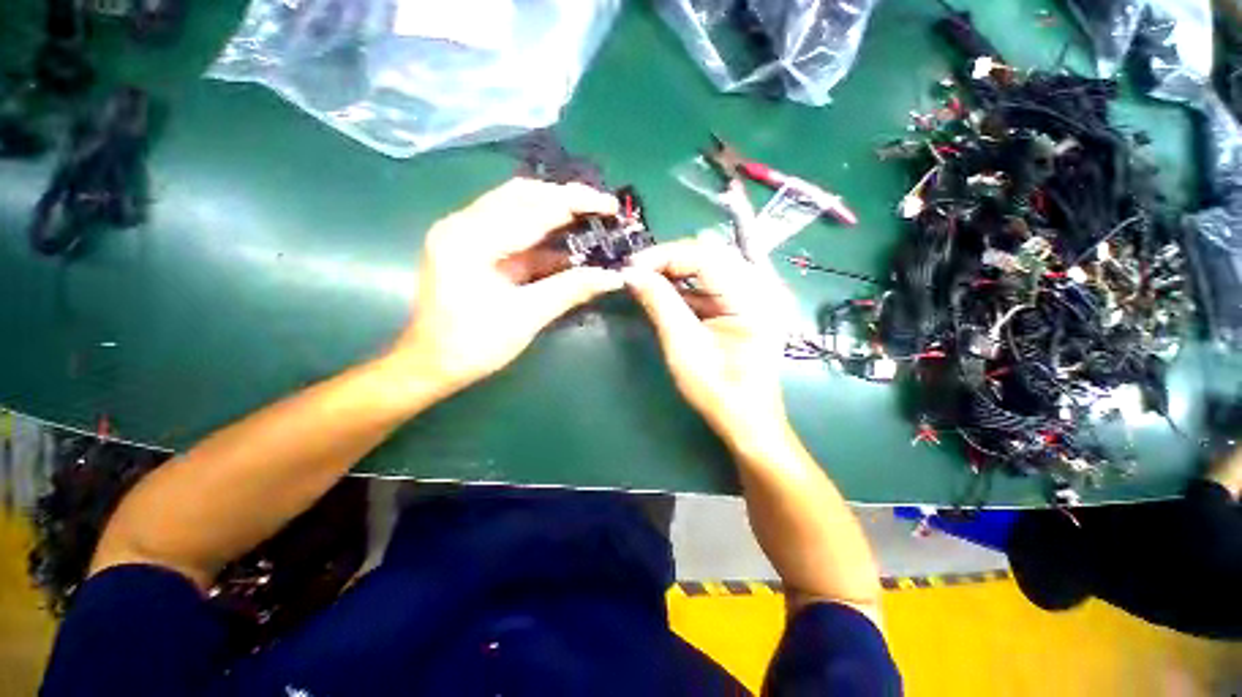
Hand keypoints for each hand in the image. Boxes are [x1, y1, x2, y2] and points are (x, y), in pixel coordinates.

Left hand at [390, 179, 622, 394]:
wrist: (432, 366)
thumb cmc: (474, 345)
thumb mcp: (526, 317)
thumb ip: (570, 290)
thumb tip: (613, 276)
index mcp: (469, 239)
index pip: (531, 208)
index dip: (575, 204)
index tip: (610, 205)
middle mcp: (463, 225)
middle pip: (522, 196)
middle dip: (566, 200)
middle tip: (602, 209)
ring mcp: (466, 235)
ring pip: (518, 210)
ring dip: (556, 214)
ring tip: (591, 220)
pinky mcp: (474, 250)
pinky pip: (514, 233)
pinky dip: (543, 237)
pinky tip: (569, 243)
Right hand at [624, 237, 793, 446]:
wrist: (747, 420)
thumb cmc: (717, 389)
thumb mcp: (683, 346)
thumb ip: (660, 303)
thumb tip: (632, 273)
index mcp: (752, 297)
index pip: (705, 256)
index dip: (664, 256)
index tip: (632, 267)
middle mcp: (761, 286)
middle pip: (710, 253)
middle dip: (669, 259)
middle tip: (637, 272)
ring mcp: (757, 294)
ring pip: (711, 264)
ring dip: (677, 270)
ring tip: (647, 279)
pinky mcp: (746, 304)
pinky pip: (714, 282)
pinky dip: (688, 284)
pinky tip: (666, 291)